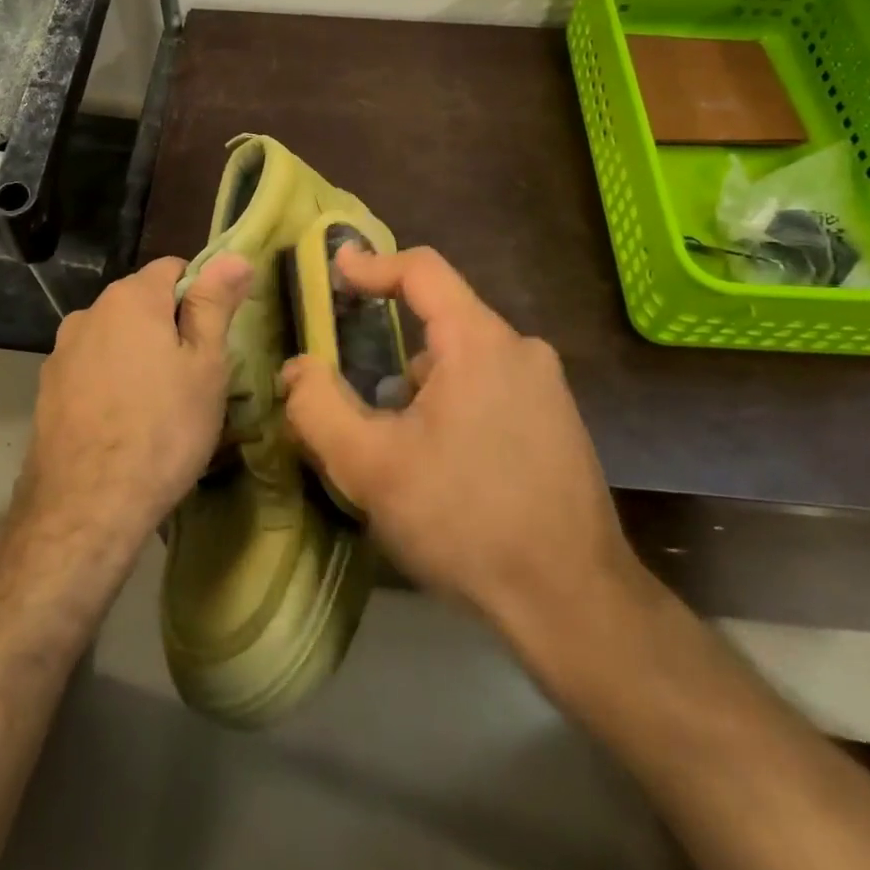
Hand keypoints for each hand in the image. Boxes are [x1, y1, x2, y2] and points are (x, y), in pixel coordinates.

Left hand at [23, 253, 253, 548]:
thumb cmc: (163, 428)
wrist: (87, 505)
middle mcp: (89, 312)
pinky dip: (110, 383)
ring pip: (115, 339)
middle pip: (141, 303)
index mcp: (131, 298)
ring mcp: (62, 352)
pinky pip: (91, 370)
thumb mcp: (206, 364)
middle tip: (194, 377)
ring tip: (158, 406)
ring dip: (138, 356)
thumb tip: (234, 257)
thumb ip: (215, 304)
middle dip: (169, 327)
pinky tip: (123, 424)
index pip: (173, 268)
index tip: (214, 336)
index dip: (201, 295)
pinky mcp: (48, 389)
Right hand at [282, 246, 648, 640]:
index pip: (422, 270)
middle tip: (352, 391)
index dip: (373, 264)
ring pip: (464, 361)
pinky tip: (441, 466)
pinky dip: (454, 405)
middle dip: (389, 348)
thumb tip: (297, 367)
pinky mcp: (558, 423)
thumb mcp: (370, 466)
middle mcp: (521, 350)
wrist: (572, 604)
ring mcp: (547, 388)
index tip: (336, 270)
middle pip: (440, 321)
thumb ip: (318, 406)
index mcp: (480, 342)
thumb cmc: (465, 521)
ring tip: (395, 443)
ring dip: (421, 387)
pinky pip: (491, 388)